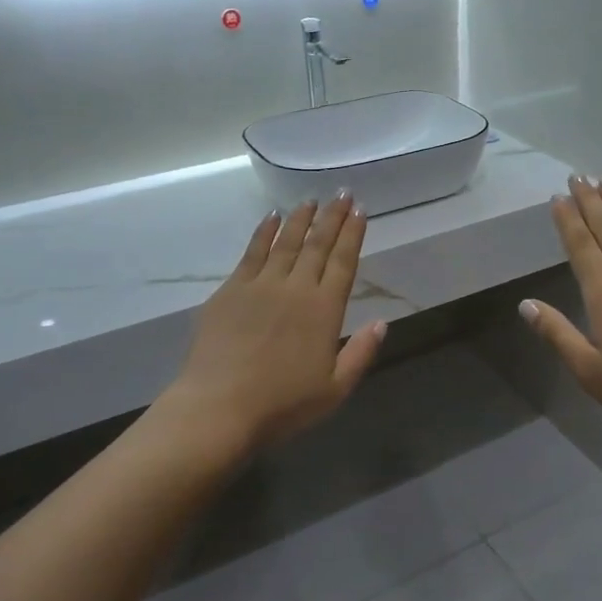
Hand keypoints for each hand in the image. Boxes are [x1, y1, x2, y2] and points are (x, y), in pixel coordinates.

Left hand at [162, 194, 385, 456]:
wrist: (219, 407)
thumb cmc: (282, 405)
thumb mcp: (335, 389)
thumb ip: (360, 353)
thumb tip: (382, 322)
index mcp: (325, 310)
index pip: (343, 262)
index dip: (353, 234)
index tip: (360, 211)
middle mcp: (296, 288)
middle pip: (318, 244)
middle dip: (332, 216)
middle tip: (343, 193)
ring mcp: (261, 285)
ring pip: (286, 241)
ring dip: (300, 218)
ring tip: (311, 200)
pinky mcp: (231, 289)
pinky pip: (252, 252)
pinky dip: (264, 232)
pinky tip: (271, 218)